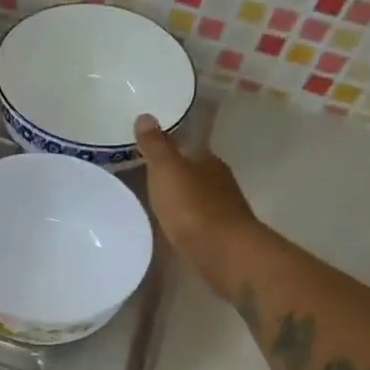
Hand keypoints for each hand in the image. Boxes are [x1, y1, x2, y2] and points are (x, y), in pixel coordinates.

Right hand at [134, 115, 261, 299]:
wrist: (223, 253)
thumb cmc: (192, 207)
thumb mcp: (166, 170)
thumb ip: (155, 146)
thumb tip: (146, 116)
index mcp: (208, 161)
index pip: (190, 146)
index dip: (172, 146)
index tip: (152, 148)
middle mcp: (219, 181)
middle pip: (195, 172)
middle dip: (176, 173)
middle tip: (149, 175)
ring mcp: (223, 210)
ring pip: (198, 197)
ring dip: (181, 198)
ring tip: (156, 202)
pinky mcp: (220, 236)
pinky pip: (198, 221)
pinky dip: (186, 220)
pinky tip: (172, 227)